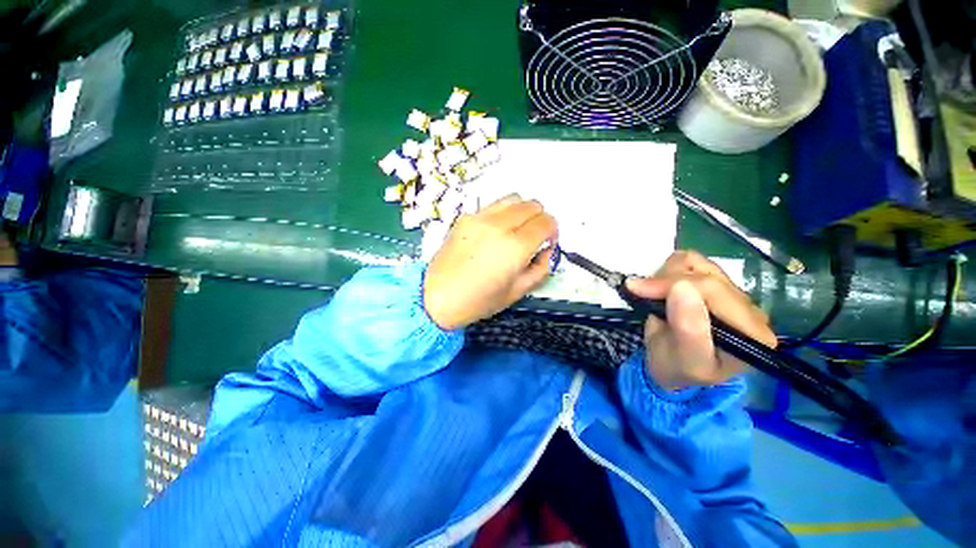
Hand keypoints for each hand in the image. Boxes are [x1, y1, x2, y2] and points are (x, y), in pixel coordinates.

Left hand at [423, 194, 557, 329]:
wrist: (437, 296)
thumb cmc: (479, 301)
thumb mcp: (518, 292)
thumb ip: (540, 268)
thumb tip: (546, 249)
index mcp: (516, 247)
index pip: (547, 222)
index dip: (553, 231)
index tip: (546, 244)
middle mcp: (500, 225)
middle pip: (533, 205)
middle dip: (539, 220)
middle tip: (532, 238)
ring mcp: (480, 217)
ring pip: (514, 198)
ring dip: (522, 211)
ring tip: (515, 230)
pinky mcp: (465, 217)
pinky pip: (492, 206)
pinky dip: (502, 213)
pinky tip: (494, 232)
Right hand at [626, 251, 776, 390]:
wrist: (672, 367)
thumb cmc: (678, 368)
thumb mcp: (684, 359)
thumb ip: (688, 329)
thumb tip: (680, 287)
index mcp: (752, 331)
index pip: (712, 289)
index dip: (670, 284)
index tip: (638, 289)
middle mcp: (749, 308)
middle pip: (704, 273)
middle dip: (665, 281)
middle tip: (639, 292)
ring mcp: (732, 293)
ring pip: (697, 262)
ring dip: (667, 275)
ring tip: (655, 296)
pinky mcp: (715, 284)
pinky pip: (691, 262)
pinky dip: (669, 271)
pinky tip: (663, 290)